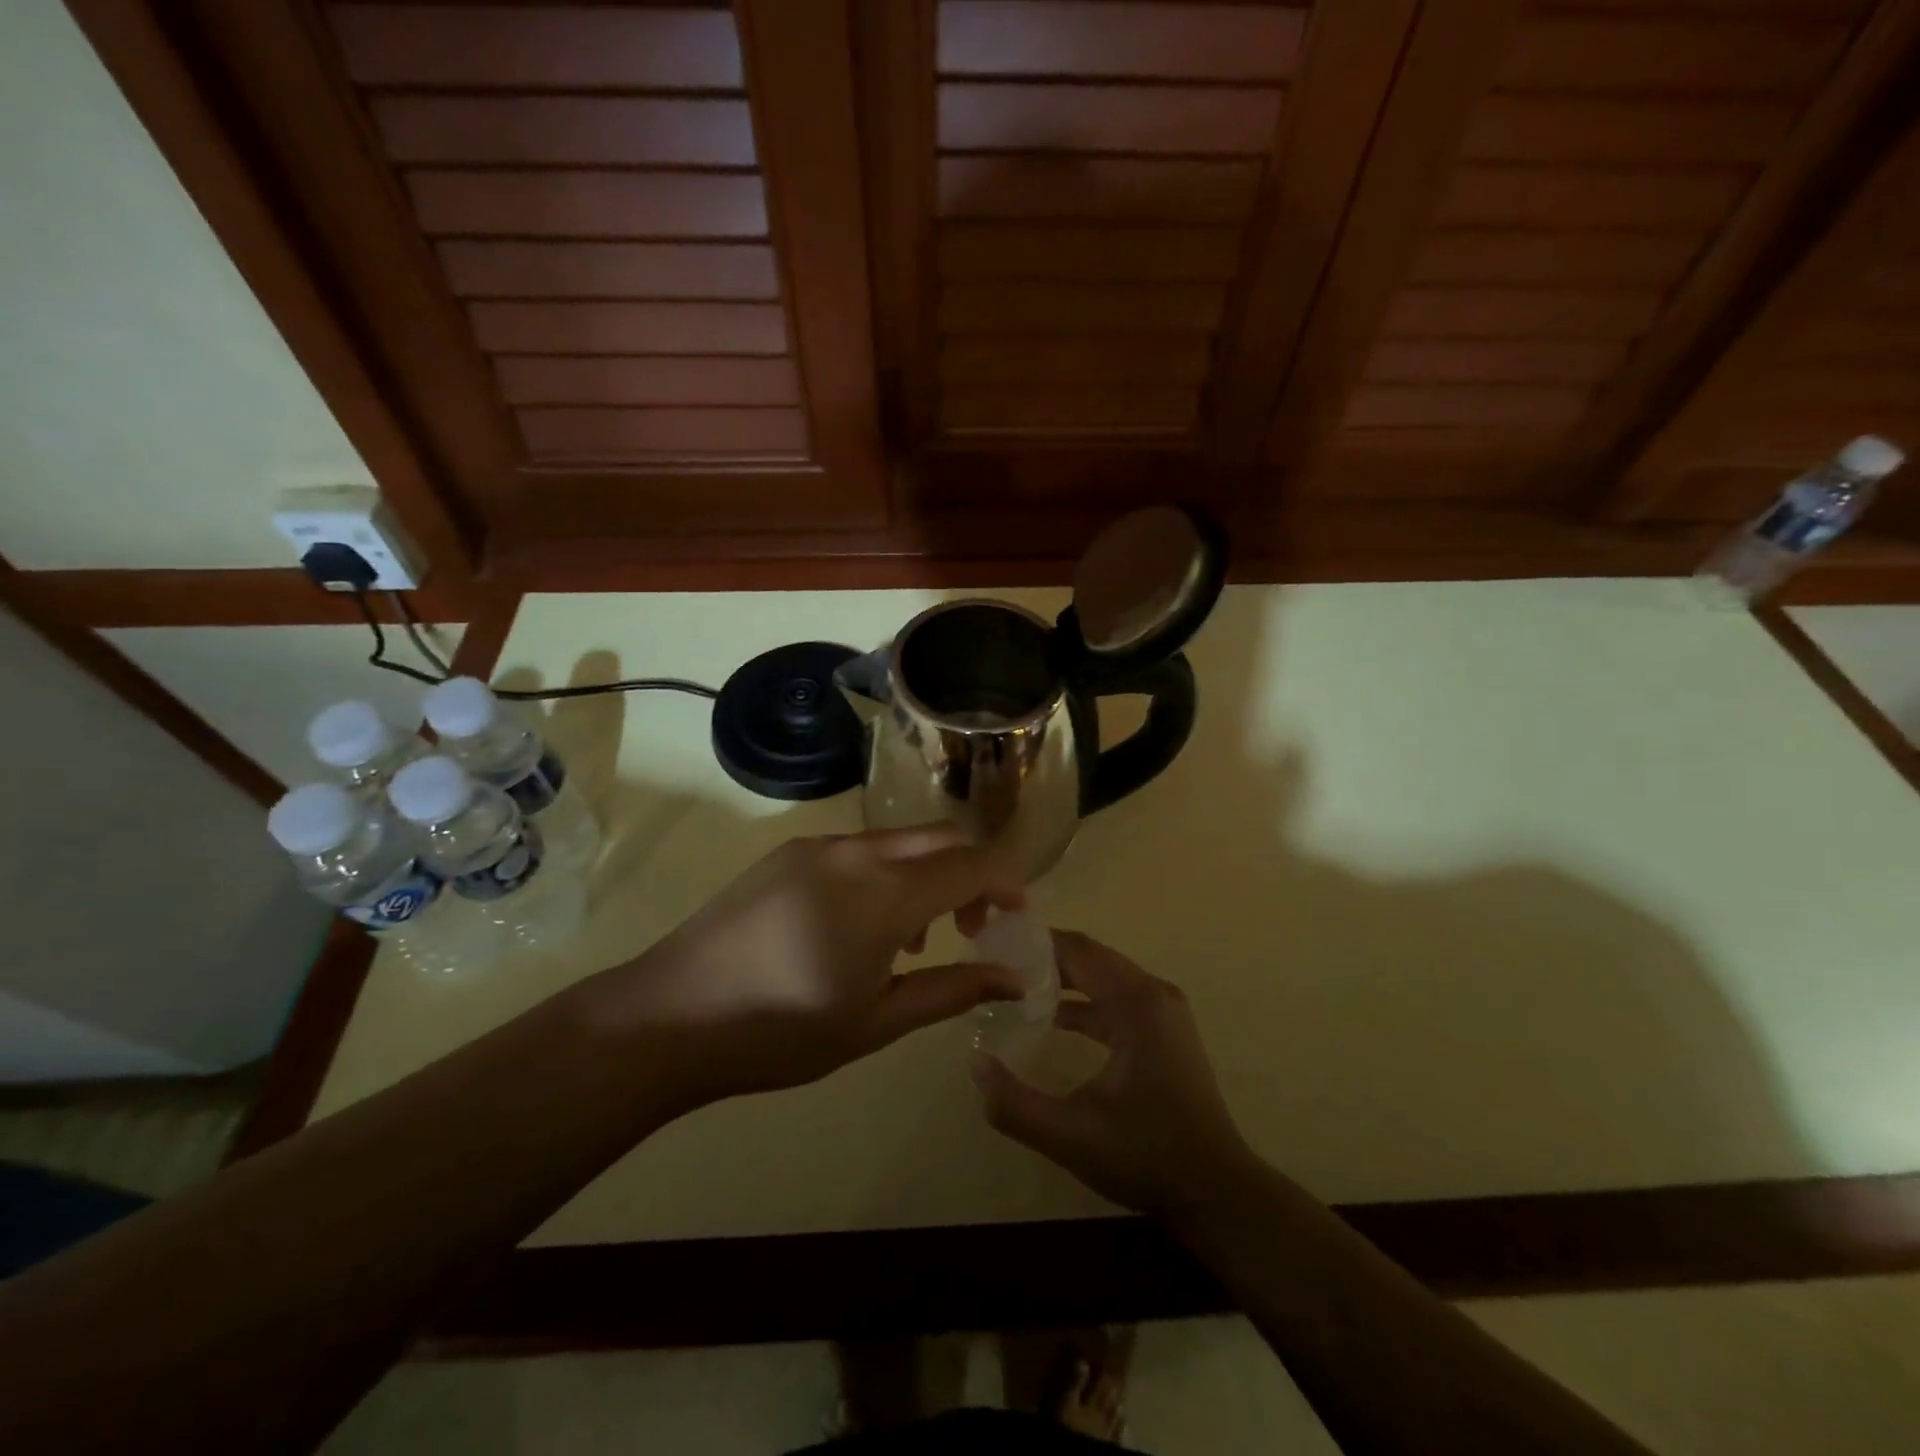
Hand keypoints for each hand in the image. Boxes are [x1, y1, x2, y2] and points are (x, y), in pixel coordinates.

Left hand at [588, 827, 1025, 1106]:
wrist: (669, 1015)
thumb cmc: (780, 1032)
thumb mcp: (875, 1023)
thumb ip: (949, 991)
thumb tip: (1011, 978)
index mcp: (884, 894)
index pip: (970, 864)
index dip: (1005, 884)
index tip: (1016, 917)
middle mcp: (856, 852)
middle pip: (940, 837)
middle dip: (971, 872)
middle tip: (970, 927)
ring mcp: (817, 847)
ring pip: (898, 839)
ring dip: (926, 873)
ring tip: (912, 940)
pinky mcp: (787, 853)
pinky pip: (857, 848)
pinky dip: (885, 873)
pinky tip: (860, 925)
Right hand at [971, 931, 1256, 1215]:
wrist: (1216, 1191)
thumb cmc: (1145, 1155)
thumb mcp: (1070, 1134)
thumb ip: (1015, 1103)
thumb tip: (975, 1065)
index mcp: (1136, 1003)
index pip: (1078, 951)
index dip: (1036, 944)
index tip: (996, 946)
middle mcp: (1153, 994)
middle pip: (1091, 957)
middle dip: (1046, 957)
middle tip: (999, 964)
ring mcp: (1164, 1011)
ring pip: (1105, 976)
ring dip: (1065, 977)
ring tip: (1017, 986)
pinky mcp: (1165, 1030)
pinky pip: (1117, 998)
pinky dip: (1085, 1000)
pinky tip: (1053, 1019)